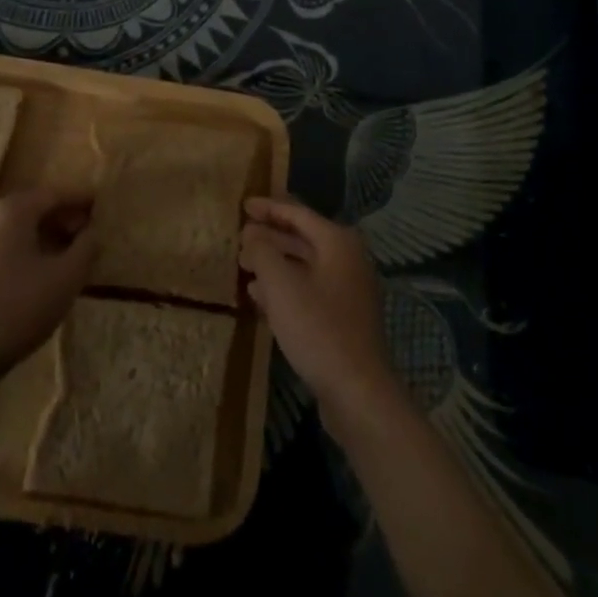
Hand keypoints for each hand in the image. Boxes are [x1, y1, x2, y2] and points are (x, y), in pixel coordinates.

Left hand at [0, 186, 97, 378]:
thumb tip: (92, 232)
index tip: (99, 203)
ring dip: (44, 236)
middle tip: (87, 231)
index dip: (79, 198)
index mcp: (12, 211)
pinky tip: (41, 272)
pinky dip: (26, 251)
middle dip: (61, 217)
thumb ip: (86, 248)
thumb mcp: (66, 276)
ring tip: (68, 254)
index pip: (53, 194)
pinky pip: (4, 248)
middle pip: (32, 209)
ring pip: (17, 230)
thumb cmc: (20, 305)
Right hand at [240, 197, 399, 434]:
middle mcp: (347, 259)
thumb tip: (252, 235)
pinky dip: (284, 287)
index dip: (268, 207)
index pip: (298, 213)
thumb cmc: (318, 328)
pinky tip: (259, 296)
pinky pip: (308, 290)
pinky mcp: (343, 318)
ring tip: (243, 265)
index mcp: (337, 242)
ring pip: (303, 266)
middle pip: (302, 237)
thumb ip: (262, 251)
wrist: (357, 392)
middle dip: (269, 236)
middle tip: (239, 236)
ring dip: (273, 263)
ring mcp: (347, 290)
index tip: (242, 205)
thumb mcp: (281, 284)